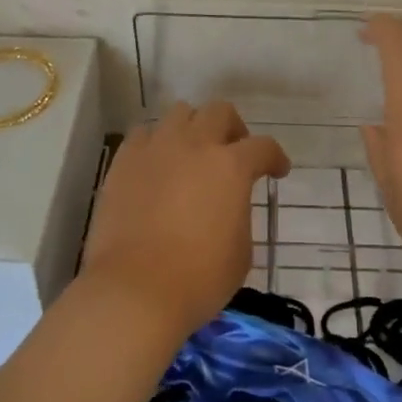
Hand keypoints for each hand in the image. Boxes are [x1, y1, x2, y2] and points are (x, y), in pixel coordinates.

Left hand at [79, 101, 290, 338]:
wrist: (134, 290)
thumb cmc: (198, 279)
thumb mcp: (241, 252)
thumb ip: (239, 215)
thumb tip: (228, 206)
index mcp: (231, 166)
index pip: (263, 147)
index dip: (275, 158)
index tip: (277, 171)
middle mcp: (195, 145)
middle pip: (220, 112)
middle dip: (233, 129)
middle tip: (233, 153)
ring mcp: (156, 148)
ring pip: (180, 113)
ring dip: (193, 128)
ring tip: (191, 155)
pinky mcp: (124, 161)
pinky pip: (144, 135)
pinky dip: (156, 143)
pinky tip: (157, 165)